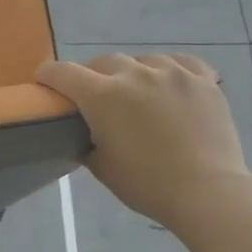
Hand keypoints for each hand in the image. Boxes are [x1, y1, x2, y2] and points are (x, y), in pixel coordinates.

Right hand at [36, 53, 251, 225]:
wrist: (207, 192)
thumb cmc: (146, 184)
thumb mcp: (101, 166)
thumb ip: (85, 140)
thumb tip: (83, 130)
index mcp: (102, 95)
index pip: (63, 72)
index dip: (48, 76)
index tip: (44, 83)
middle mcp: (134, 74)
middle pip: (102, 61)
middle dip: (92, 75)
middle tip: (94, 96)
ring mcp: (172, 72)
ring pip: (141, 60)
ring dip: (131, 72)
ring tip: (136, 91)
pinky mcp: (203, 79)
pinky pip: (180, 62)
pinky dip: (169, 70)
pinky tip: (169, 83)